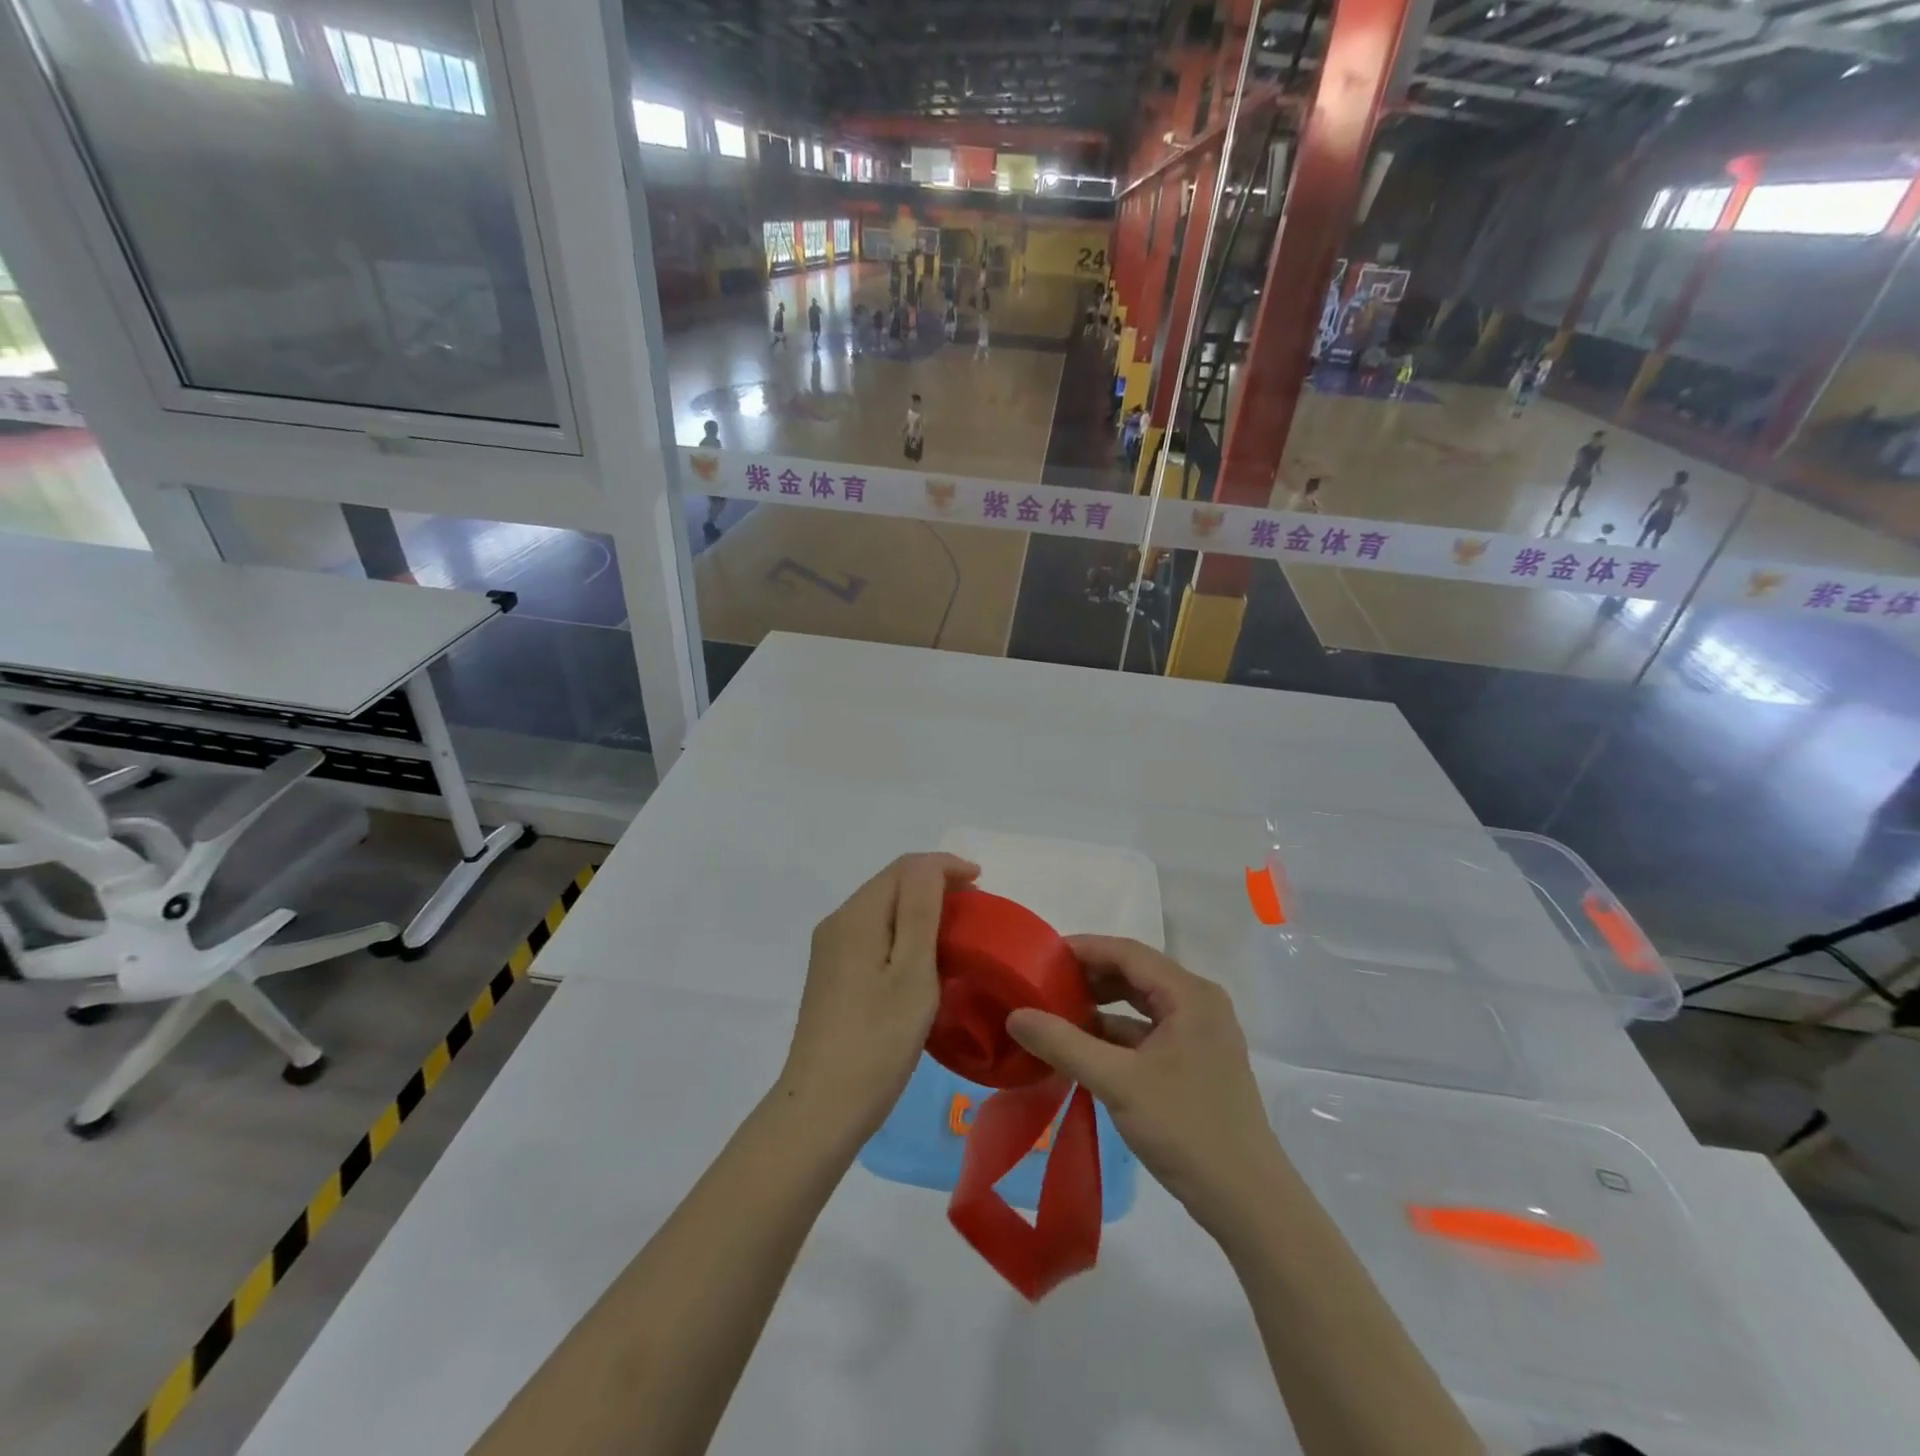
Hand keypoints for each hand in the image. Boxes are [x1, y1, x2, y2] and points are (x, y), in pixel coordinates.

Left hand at [779, 853, 978, 1138]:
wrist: (823, 1108)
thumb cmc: (878, 1040)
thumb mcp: (912, 972)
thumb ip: (921, 910)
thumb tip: (933, 865)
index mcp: (857, 916)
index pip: (905, 868)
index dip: (945, 866)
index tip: (982, 884)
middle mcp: (838, 923)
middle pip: (891, 884)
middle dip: (934, 884)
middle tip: (975, 908)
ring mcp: (831, 950)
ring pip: (882, 909)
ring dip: (919, 908)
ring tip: (956, 930)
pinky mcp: (832, 975)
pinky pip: (873, 934)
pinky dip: (903, 932)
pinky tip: (923, 958)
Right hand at [1006, 936, 1280, 1237]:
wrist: (1248, 1202)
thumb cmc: (1186, 1128)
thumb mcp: (1118, 1083)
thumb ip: (1064, 1044)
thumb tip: (1015, 1014)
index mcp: (1189, 994)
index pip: (1127, 952)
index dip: (1083, 949)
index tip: (1040, 956)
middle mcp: (1198, 1004)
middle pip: (1135, 974)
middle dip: (1089, 977)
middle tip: (1042, 984)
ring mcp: (1200, 1035)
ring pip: (1140, 1004)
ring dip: (1100, 1007)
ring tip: (1055, 1013)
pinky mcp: (1195, 1063)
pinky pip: (1147, 1033)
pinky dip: (1115, 1035)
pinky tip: (1082, 1049)